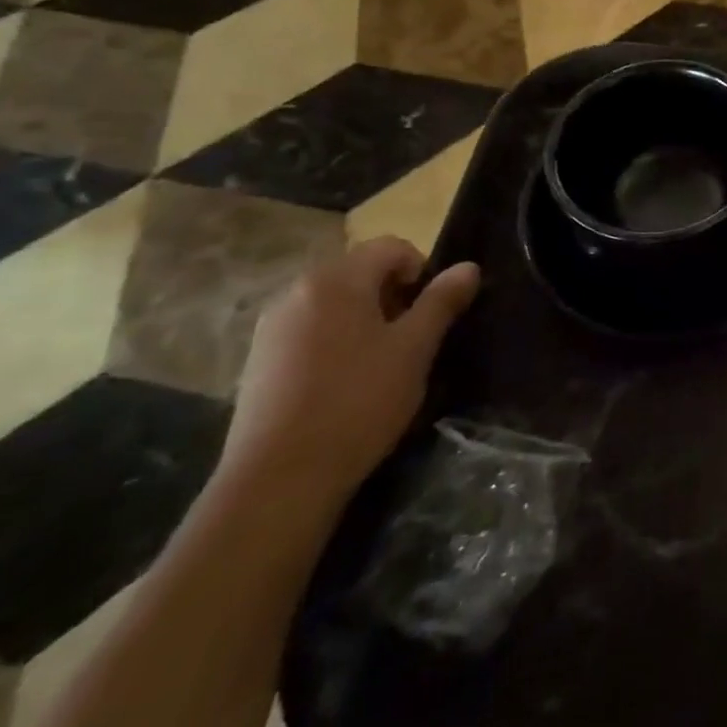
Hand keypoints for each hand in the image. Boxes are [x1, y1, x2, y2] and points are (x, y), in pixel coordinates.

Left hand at [218, 239, 479, 508]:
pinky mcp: (258, 360)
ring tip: (380, 363)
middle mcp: (296, 291)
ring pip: (335, 302)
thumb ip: (442, 301)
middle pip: (360, 271)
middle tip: (410, 340)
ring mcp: (271, 326)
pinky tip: (344, 382)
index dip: (422, 271)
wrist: (279, 479)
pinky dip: (336, 340)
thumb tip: (468, 267)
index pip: (392, 247)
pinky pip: (310, 330)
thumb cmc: (358, 402)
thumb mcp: (414, 349)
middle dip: (393, 295)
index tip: (431, 313)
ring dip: (365, 318)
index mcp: (336, 280)